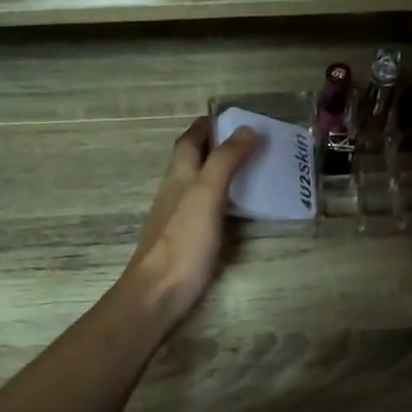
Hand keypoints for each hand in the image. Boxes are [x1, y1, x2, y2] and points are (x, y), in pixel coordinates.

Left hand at [121, 118, 258, 329]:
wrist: (158, 294)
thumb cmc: (183, 241)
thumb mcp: (207, 194)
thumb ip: (225, 161)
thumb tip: (247, 128)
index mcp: (179, 176)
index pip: (189, 140)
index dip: (206, 126)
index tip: (231, 116)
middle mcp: (176, 192)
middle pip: (194, 161)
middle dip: (218, 147)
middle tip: (252, 143)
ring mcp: (179, 218)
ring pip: (200, 186)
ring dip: (222, 174)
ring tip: (254, 172)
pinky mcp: (187, 241)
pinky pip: (208, 210)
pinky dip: (224, 202)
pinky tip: (240, 211)